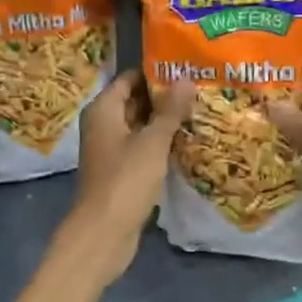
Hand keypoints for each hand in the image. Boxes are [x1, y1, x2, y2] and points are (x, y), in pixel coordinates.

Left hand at [60, 70, 195, 281]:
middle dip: (164, 97)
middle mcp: (102, 124)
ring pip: (139, 126)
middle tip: (199, 89)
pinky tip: (185, 141)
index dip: (156, 73)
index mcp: (103, 109)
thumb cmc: (126, 180)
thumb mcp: (152, 142)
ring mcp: (110, 149)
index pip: (130, 78)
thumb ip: (170, 110)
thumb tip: (186, 78)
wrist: (104, 232)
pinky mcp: (119, 170)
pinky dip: (158, 143)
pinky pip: (140, 147)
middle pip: (134, 100)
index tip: (186, 69)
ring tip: (199, 111)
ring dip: (163, 121)